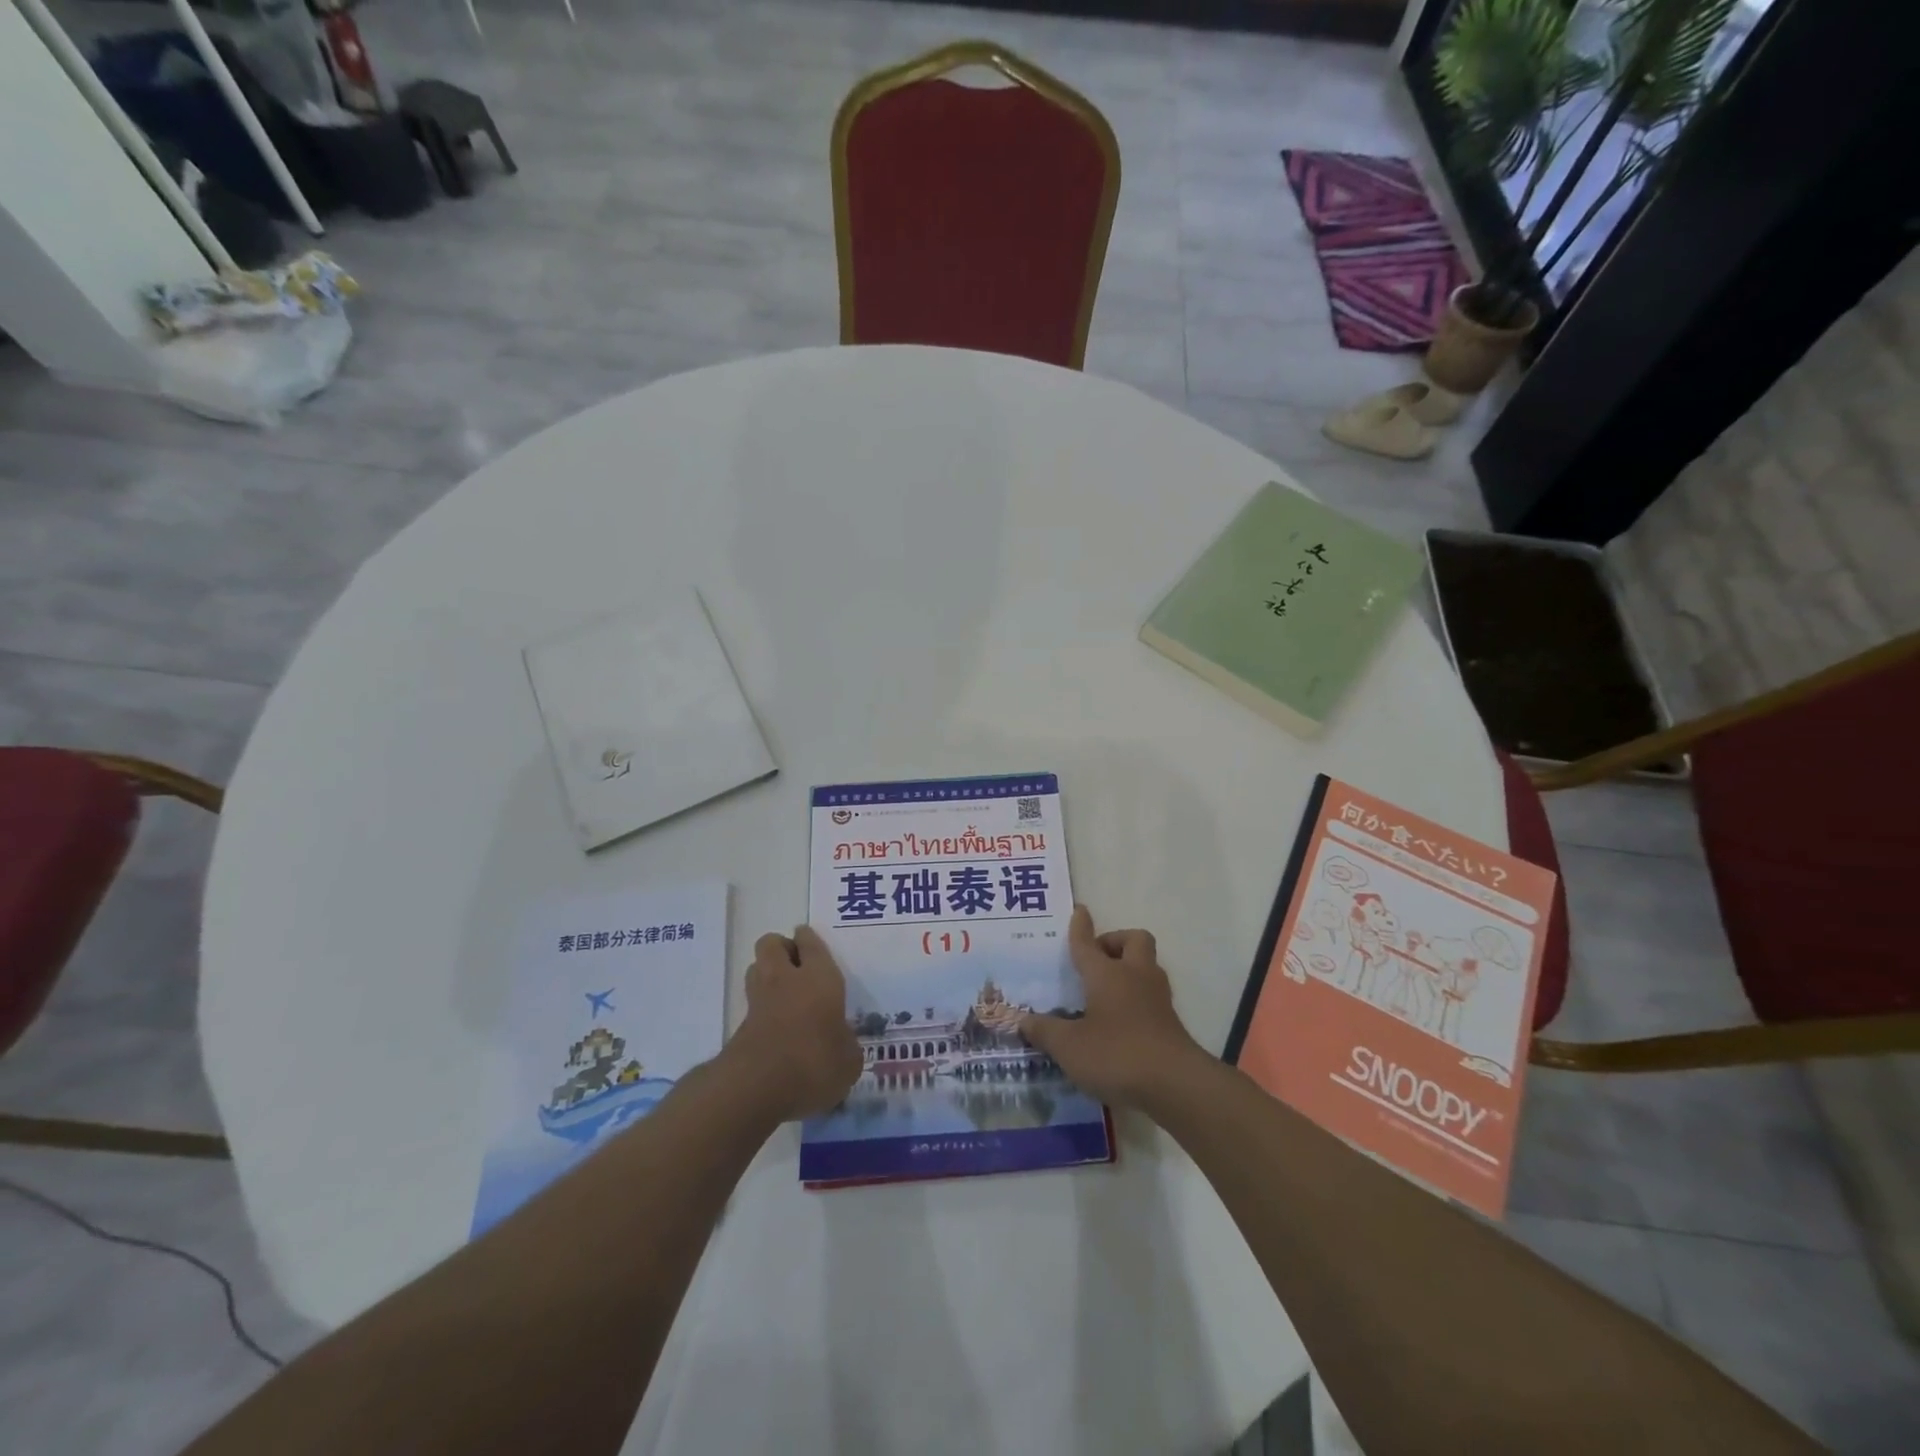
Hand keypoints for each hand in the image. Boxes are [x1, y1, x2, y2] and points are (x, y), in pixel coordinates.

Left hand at [723, 927, 862, 1122]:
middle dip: (782, 948)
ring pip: (756, 967)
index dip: (808, 939)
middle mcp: (786, 979)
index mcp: (819, 977)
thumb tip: (842, 1044)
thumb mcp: (848, 1061)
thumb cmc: (814, 1063)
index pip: (810, 942)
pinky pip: (752, 1003)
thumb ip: (846, 1045)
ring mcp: (759, 1001)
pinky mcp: (740, 1026)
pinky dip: (762, 1007)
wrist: (756, 1088)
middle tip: (798, 966)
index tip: (810, 940)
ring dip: (767, 973)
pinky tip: (777, 1026)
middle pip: (772, 943)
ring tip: (785, 992)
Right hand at [1019, 905, 1208, 1110]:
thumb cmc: (1117, 1054)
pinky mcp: (1170, 1021)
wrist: (1176, 1084)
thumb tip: (1023, 1021)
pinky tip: (1121, 1019)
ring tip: (1106, 990)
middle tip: (1096, 960)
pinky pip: (1151, 994)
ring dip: (1129, 968)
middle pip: (1133, 940)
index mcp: (1106, 974)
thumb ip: (1045, 1032)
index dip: (1080, 927)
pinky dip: (1137, 997)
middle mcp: (1134, 976)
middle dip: (1115, 942)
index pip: (1087, 943)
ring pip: (1147, 965)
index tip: (1079, 911)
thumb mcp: (1069, 1047)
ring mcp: (1157, 997)